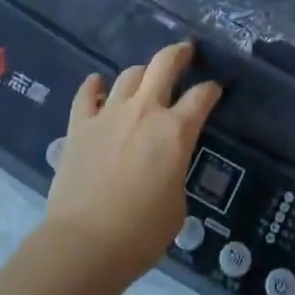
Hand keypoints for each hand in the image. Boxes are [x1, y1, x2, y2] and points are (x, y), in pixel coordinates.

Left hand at [44, 41, 220, 278]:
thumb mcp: (177, 204)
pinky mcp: (79, 125)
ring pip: (128, 75)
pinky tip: (97, 84)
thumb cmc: (141, 233)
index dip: (212, 90)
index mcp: (175, 132)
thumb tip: (165, 164)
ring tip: (143, 78)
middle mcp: (144, 112)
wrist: (85, 244)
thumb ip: (175, 171)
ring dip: (141, 73)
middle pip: (164, 65)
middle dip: (179, 53)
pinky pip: (87, 94)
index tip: (214, 89)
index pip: (201, 97)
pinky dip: (95, 85)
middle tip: (185, 51)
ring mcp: (109, 114)